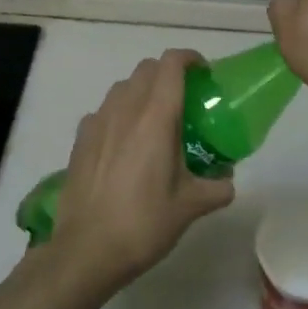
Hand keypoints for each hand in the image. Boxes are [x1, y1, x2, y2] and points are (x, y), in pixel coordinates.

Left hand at [49, 50, 235, 291]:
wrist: (87, 250)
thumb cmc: (144, 223)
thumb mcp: (191, 207)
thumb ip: (217, 187)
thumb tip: (227, 181)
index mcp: (156, 117)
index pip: (171, 64)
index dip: (190, 58)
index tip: (204, 73)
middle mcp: (125, 109)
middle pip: (147, 69)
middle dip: (168, 73)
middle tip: (185, 99)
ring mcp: (97, 122)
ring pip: (122, 87)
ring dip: (142, 91)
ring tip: (156, 121)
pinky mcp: (80, 139)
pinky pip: (103, 111)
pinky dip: (119, 114)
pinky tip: (125, 144)